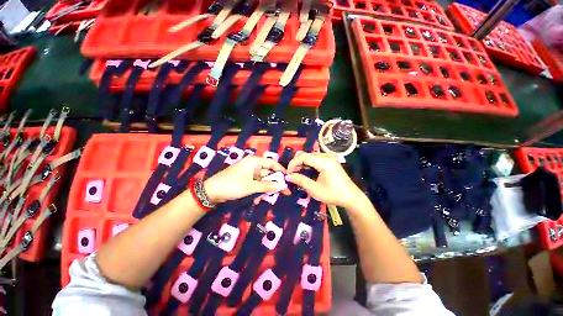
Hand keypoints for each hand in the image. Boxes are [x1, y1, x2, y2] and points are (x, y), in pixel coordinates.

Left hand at [204, 156, 285, 204]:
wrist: (211, 191)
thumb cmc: (233, 185)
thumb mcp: (251, 187)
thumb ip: (267, 186)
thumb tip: (282, 187)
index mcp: (255, 161)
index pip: (272, 163)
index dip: (281, 170)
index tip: (288, 178)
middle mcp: (253, 164)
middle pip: (268, 173)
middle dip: (272, 184)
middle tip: (281, 193)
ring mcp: (248, 172)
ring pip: (262, 180)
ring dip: (263, 190)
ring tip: (259, 199)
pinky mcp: (245, 179)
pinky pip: (255, 183)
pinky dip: (257, 191)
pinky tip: (254, 199)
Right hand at [285, 152, 365, 208]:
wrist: (351, 197)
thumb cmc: (333, 194)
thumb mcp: (315, 190)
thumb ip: (301, 181)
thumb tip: (288, 176)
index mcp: (324, 162)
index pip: (304, 157)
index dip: (293, 163)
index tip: (288, 173)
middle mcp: (327, 156)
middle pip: (307, 154)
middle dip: (296, 162)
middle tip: (291, 173)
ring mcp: (329, 157)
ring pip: (310, 155)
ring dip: (302, 162)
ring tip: (296, 172)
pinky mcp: (330, 160)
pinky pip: (315, 158)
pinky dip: (308, 163)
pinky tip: (305, 170)